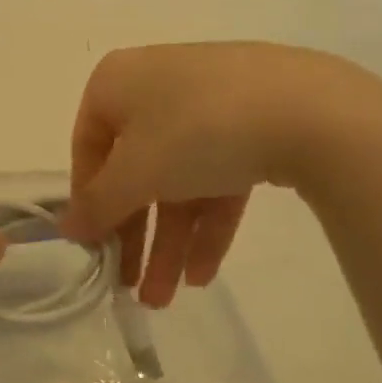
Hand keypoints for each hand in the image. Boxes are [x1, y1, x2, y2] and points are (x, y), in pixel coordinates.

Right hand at [59, 43, 381, 307]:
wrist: (314, 109)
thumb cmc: (198, 130)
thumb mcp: (136, 173)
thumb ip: (97, 204)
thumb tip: (67, 227)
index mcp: (118, 82)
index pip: (89, 148)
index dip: (89, 202)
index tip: (95, 248)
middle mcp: (158, 86)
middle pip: (137, 170)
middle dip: (136, 235)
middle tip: (130, 288)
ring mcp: (211, 103)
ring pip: (179, 179)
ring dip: (170, 240)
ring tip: (167, 300)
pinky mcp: (256, 124)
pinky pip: (219, 176)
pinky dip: (209, 222)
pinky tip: (205, 274)